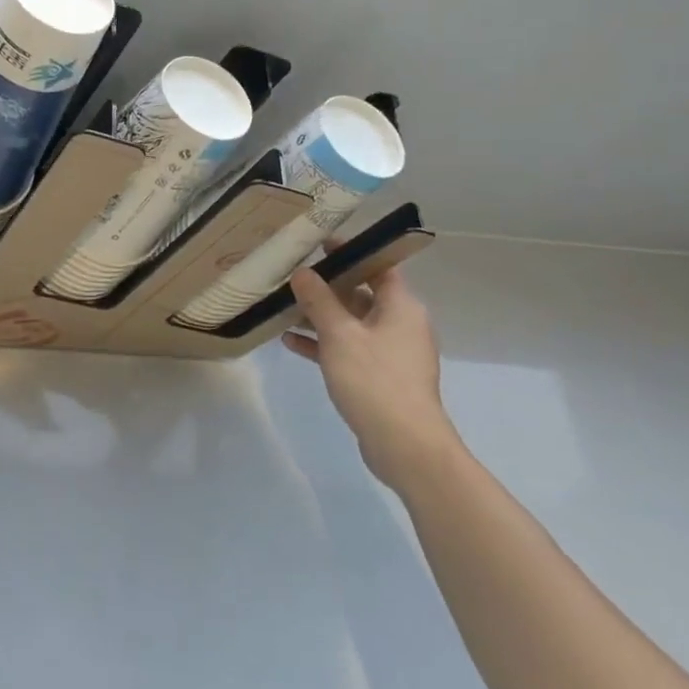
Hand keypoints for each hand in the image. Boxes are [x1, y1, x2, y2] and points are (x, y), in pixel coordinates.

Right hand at [283, 264, 463, 489]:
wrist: (404, 444)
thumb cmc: (374, 379)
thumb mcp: (339, 334)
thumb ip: (319, 300)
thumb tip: (303, 272)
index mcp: (401, 306)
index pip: (378, 266)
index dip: (351, 253)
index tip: (319, 245)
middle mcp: (401, 324)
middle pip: (361, 294)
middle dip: (326, 287)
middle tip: (291, 277)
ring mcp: (391, 352)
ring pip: (351, 324)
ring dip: (320, 317)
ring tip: (283, 308)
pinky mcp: (380, 377)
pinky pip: (349, 349)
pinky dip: (323, 344)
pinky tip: (290, 342)